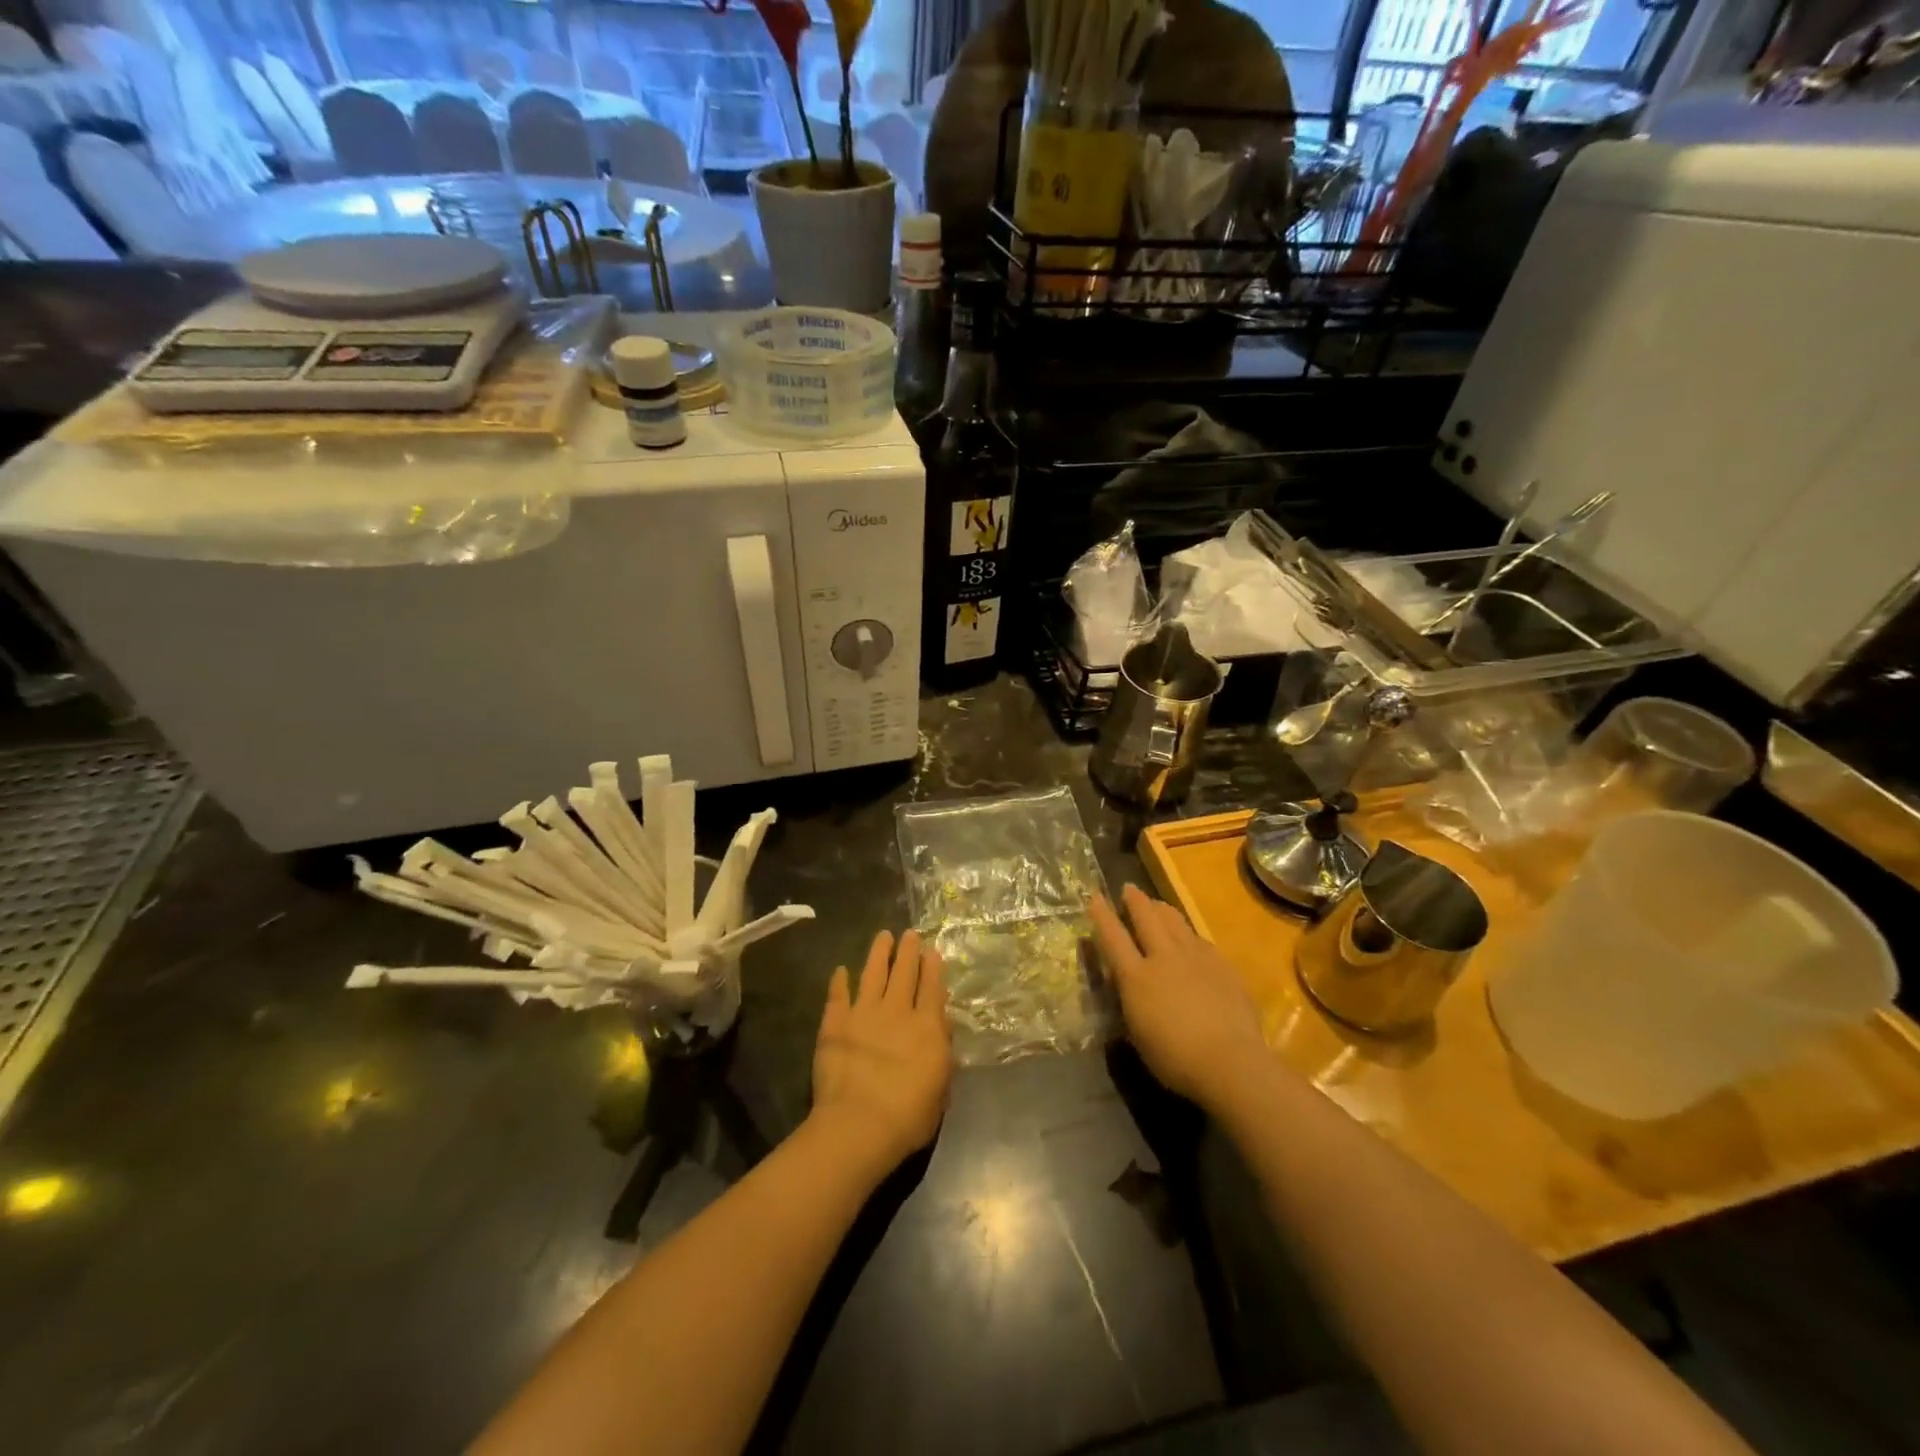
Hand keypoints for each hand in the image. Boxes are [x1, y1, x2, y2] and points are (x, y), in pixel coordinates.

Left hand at [810, 929, 953, 1176]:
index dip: (932, 967)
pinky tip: (840, 970)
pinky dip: (839, 982)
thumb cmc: (909, 1116)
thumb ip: (942, 1056)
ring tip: (883, 936)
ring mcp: (863, 1014)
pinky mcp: (835, 1024)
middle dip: (908, 951)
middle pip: (904, 972)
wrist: (859, 1124)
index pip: (932, 988)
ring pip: (872, 974)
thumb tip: (941, 1032)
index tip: (932, 950)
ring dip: (878, 954)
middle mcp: (897, 1011)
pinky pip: (837, 996)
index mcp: (926, 1027)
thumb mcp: (940, 1090)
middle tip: (909, 933)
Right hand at [1090, 885, 1270, 1110]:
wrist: (1231, 1062)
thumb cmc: (1175, 1059)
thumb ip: (1131, 1002)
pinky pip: (1199, 940)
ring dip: (1162, 909)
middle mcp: (1164, 957)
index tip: (1094, 896)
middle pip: (1147, 917)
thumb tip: (1128, 986)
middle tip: (1129, 889)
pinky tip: (1190, 939)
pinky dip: (1188, 934)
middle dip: (1135, 900)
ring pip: (1175, 921)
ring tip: (1157, 904)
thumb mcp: (1138, 1034)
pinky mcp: (1222, 965)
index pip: (1113, 937)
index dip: (1102, 915)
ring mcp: (1196, 957)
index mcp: (1136, 977)